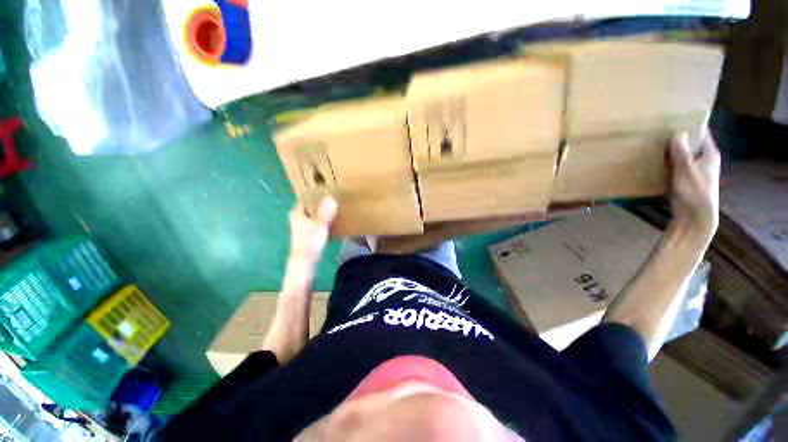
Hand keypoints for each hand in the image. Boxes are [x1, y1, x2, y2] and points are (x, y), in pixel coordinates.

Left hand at [288, 196, 337, 263]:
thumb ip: (325, 212)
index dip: (315, 193)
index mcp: (297, 212)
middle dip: (320, 201)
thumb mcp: (319, 225)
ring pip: (314, 213)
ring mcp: (303, 225)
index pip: (305, 197)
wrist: (305, 260)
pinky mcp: (308, 232)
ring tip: (335, 205)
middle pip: (310, 205)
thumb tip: (331, 197)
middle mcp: (298, 217)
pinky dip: (323, 218)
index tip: (327, 189)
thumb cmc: (310, 241)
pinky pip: (316, 221)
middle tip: (334, 196)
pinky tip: (333, 218)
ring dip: (322, 210)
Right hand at [668, 132, 720, 241]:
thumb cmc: (694, 191)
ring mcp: (697, 171)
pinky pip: (678, 166)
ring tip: (657, 145)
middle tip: (662, 130)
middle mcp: (706, 160)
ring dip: (673, 151)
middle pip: (692, 144)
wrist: (695, 217)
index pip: (702, 133)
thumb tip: (676, 132)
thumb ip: (681, 151)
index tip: (677, 117)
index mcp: (710, 154)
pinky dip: (669, 163)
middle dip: (679, 137)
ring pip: (684, 156)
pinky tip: (658, 162)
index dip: (691, 125)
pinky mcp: (687, 181)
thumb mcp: (686, 168)